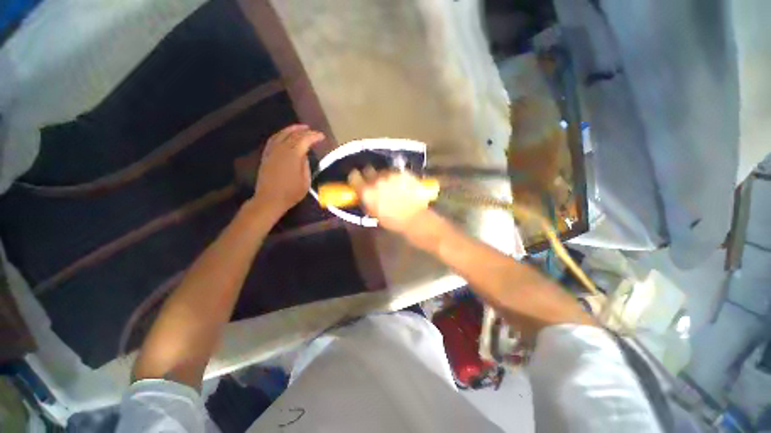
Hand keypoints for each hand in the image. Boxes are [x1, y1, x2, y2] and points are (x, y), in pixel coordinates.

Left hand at [253, 124, 323, 215]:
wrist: (269, 199)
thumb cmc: (291, 193)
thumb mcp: (305, 181)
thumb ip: (305, 165)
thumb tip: (304, 154)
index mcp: (293, 156)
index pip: (305, 140)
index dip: (314, 136)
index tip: (322, 136)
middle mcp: (281, 149)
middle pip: (293, 135)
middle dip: (304, 131)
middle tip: (313, 130)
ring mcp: (272, 151)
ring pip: (281, 134)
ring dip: (291, 129)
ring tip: (300, 127)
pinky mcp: (266, 155)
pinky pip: (273, 139)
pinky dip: (281, 134)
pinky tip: (285, 135)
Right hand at [348, 168, 432, 233]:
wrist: (415, 218)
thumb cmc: (392, 221)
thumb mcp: (373, 213)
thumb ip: (365, 200)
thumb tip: (362, 193)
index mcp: (367, 191)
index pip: (353, 176)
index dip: (356, 178)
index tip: (359, 181)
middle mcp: (376, 180)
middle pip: (368, 169)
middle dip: (370, 175)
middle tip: (376, 184)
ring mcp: (391, 174)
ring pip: (383, 170)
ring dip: (385, 176)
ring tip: (392, 186)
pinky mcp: (403, 172)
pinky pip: (396, 172)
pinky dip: (397, 177)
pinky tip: (402, 185)